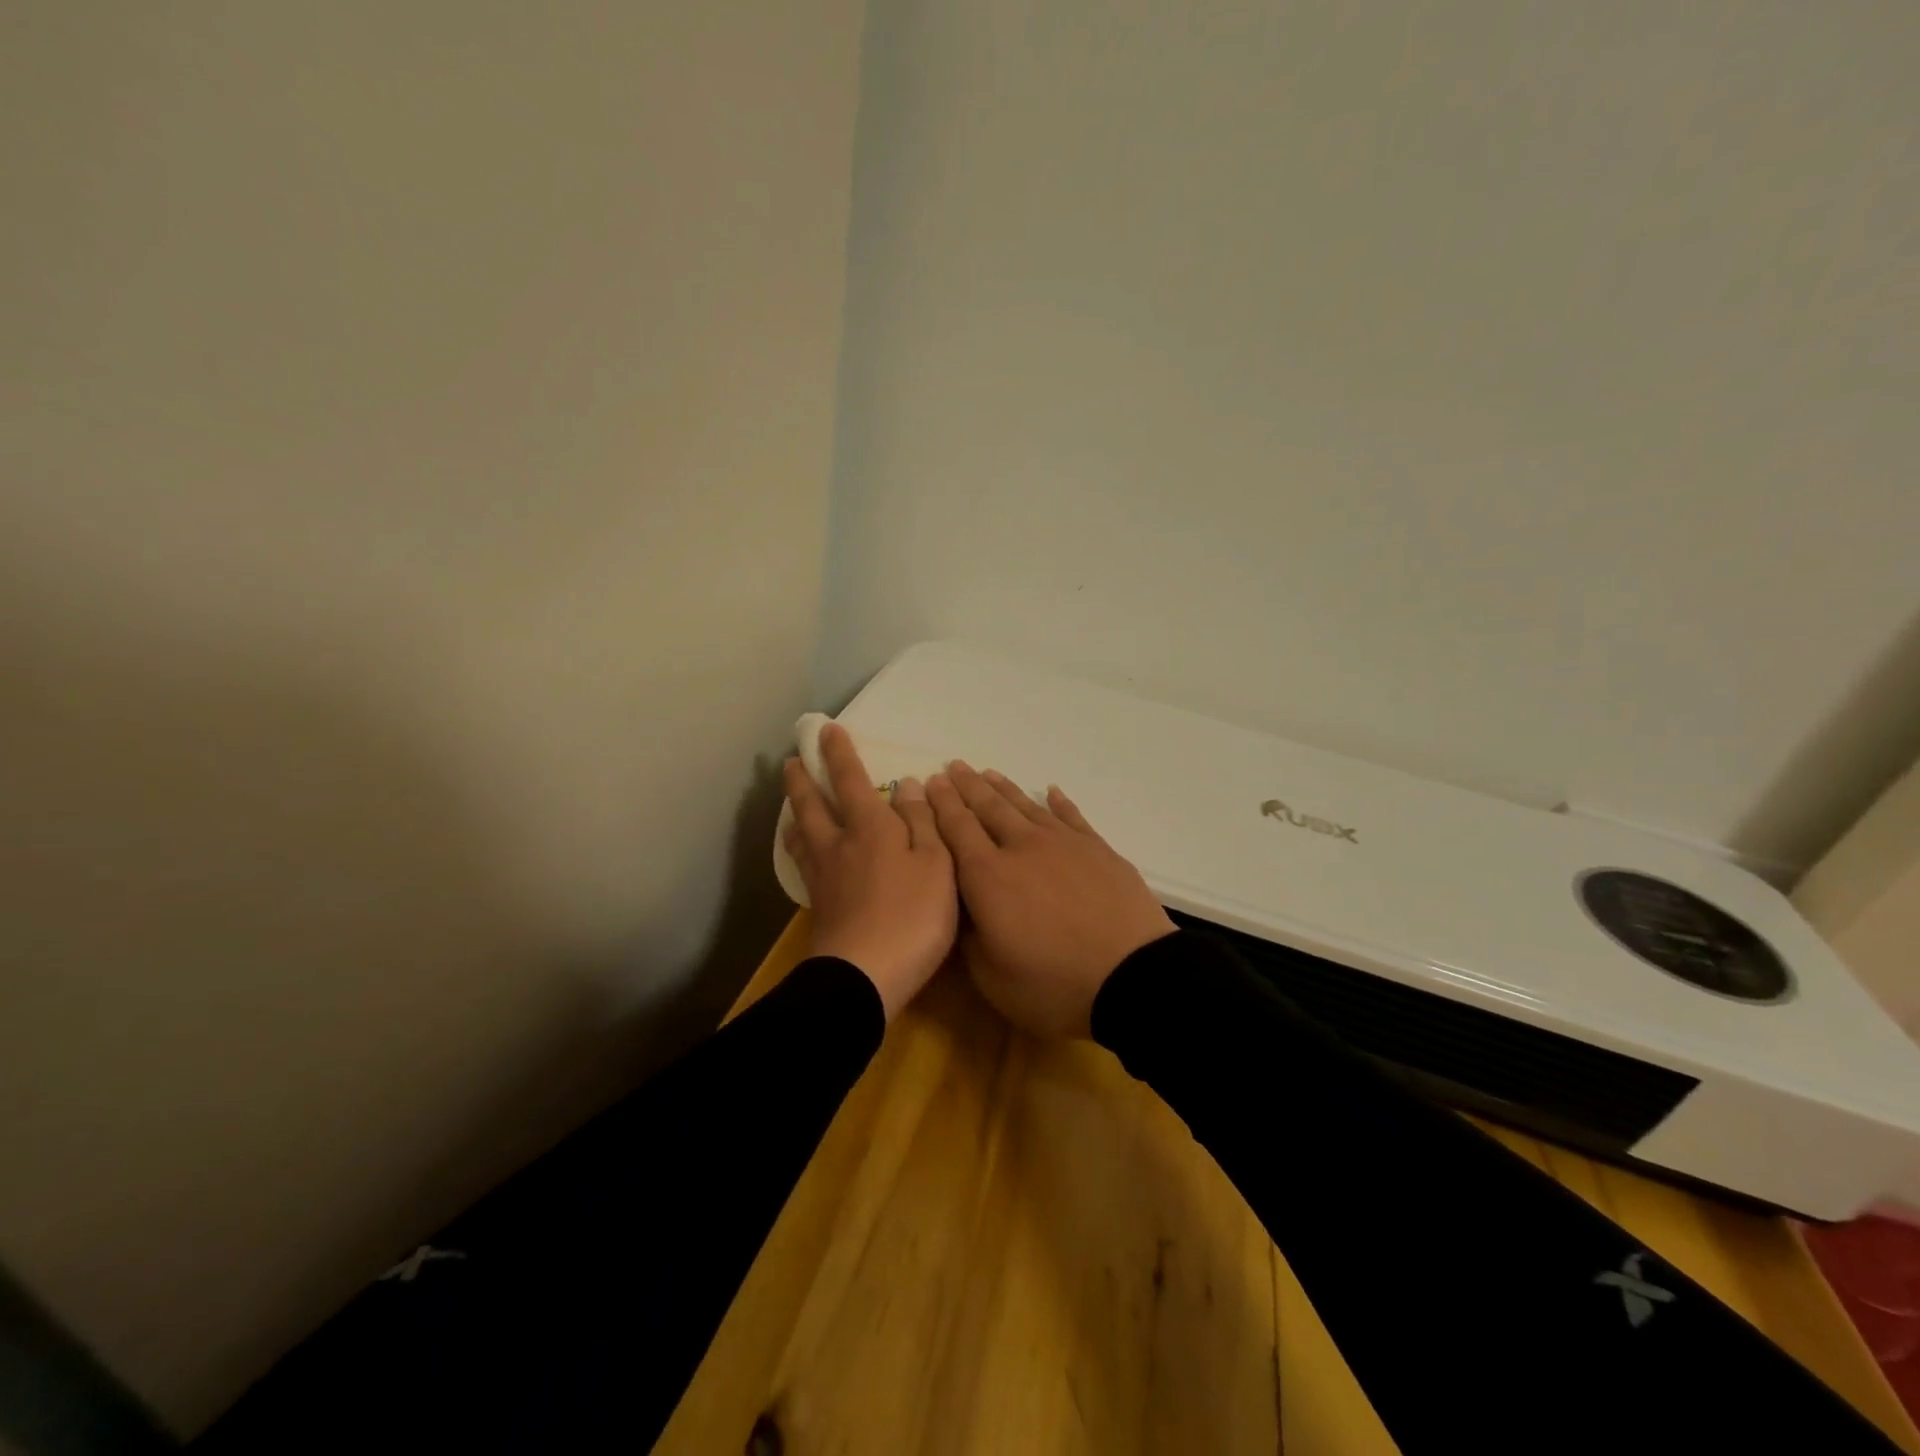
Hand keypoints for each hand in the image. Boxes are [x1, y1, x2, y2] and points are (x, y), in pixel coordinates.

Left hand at [783, 722, 958, 1019]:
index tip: (826, 730)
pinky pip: (803, 863)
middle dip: (803, 779)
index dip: (840, 753)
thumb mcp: (937, 864)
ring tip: (790, 802)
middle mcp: (839, 844)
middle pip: (813, 804)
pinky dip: (799, 847)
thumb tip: (907, 785)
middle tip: (792, 761)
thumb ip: (923, 822)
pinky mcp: (819, 907)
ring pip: (802, 834)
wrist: (864, 976)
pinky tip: (804, 854)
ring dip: (795, 811)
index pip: (851, 780)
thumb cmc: (912, 916)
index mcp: (870, 828)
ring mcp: (823, 877)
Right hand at [926, 762, 1174, 1037]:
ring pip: (1026, 806)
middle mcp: (1022, 848)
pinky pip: (1071, 816)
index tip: (930, 782)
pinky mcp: (1097, 849)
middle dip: (967, 786)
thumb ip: (969, 938)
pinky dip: (1057, 802)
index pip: (956, 829)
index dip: (941, 804)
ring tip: (988, 773)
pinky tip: (1050, 791)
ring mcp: (1063, 844)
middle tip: (954, 766)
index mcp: (987, 877)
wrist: (1132, 979)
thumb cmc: (1054, 986)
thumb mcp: (992, 978)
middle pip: (988, 808)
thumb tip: (963, 910)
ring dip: (1004, 788)